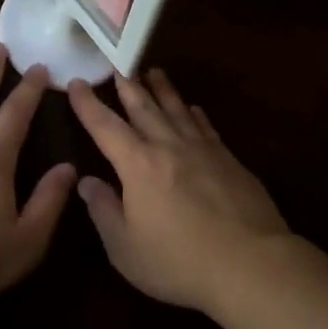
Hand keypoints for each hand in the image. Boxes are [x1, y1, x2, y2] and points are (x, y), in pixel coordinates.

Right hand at [67, 70, 289, 313]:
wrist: (250, 263)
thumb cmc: (178, 261)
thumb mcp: (125, 247)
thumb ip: (104, 211)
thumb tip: (86, 181)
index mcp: (139, 165)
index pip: (106, 127)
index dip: (88, 105)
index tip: (77, 83)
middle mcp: (170, 147)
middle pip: (145, 109)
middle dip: (128, 87)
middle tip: (119, 66)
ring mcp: (204, 150)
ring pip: (178, 110)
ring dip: (164, 90)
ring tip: (154, 72)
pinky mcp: (231, 161)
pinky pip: (206, 127)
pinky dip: (195, 114)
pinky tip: (194, 109)